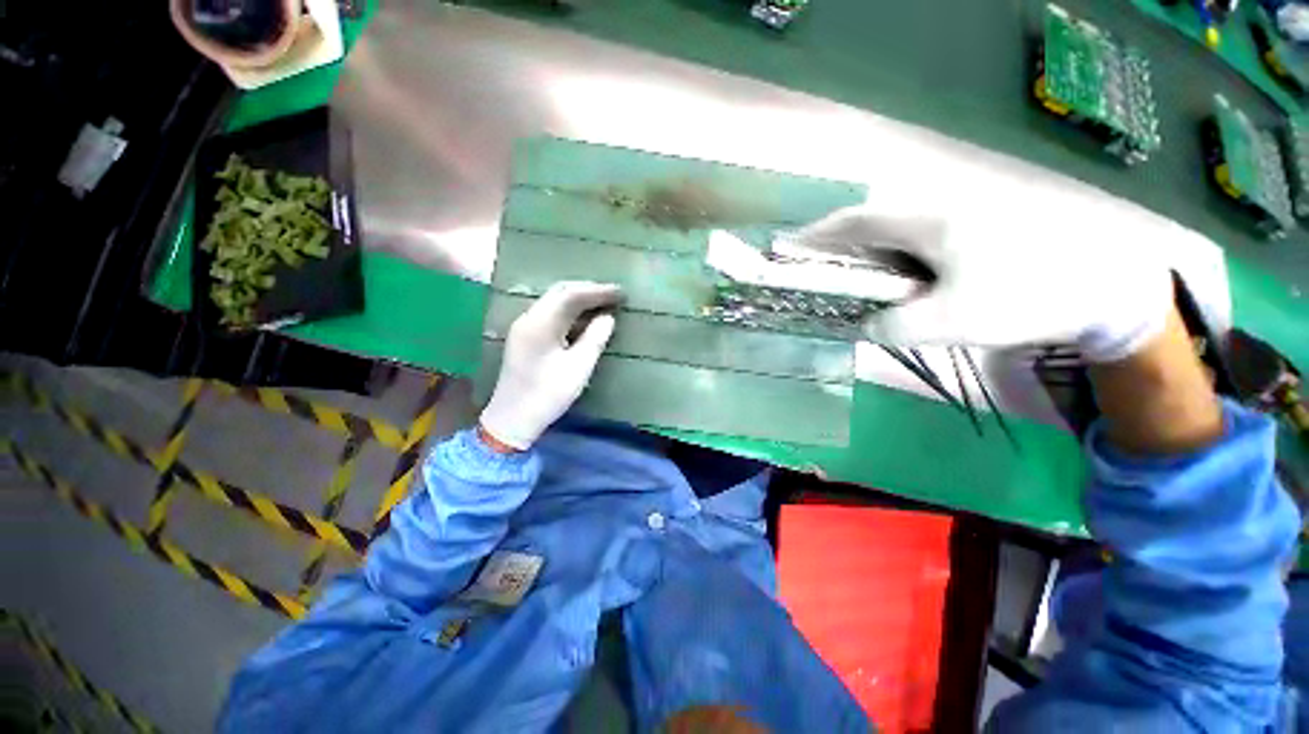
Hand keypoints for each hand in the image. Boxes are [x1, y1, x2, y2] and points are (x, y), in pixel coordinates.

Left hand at [479, 281, 621, 449]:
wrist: (512, 419)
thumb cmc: (547, 395)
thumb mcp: (578, 368)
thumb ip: (595, 339)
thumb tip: (608, 317)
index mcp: (539, 323)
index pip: (571, 294)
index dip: (597, 291)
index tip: (621, 293)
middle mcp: (528, 318)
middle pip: (560, 293)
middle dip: (589, 291)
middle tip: (614, 296)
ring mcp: (524, 327)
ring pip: (555, 302)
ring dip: (580, 300)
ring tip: (604, 303)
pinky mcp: (526, 338)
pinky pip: (551, 315)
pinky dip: (571, 312)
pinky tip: (585, 319)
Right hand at [791, 206, 1175, 361]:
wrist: (1106, 283)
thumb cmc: (1027, 295)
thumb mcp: (952, 320)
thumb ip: (896, 325)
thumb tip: (866, 324)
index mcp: (927, 222)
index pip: (855, 221)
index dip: (818, 234)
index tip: (790, 246)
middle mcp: (938, 208)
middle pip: (872, 223)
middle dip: (842, 248)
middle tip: (829, 277)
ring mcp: (959, 215)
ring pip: (896, 232)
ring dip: (873, 255)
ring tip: (866, 286)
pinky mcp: (976, 227)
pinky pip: (920, 238)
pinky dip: (900, 259)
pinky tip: (908, 282)